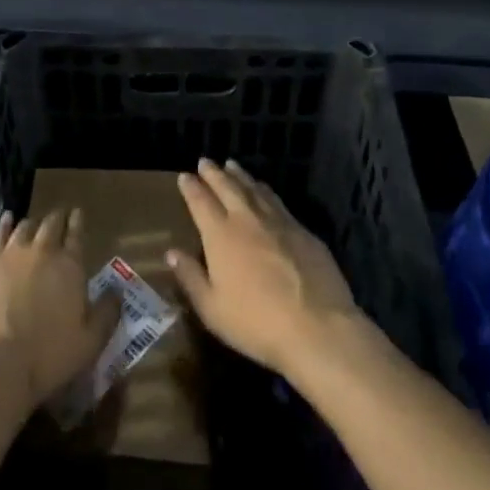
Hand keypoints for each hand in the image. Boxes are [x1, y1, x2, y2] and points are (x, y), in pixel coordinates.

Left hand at [0, 209, 115, 418]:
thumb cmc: (48, 356)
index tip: (78, 213)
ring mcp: (9, 254)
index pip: (76, 234)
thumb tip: (117, 292)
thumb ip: (107, 313)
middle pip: (51, 225)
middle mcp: (41, 251)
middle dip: (57, 219)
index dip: (78, 222)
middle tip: (60, 217)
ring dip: (32, 224)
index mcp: (69, 266)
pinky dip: (4, 225)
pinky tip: (6, 221)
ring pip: (24, 227)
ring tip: (34, 224)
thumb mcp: (90, 342)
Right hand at [167, 159, 360, 379]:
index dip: (191, 187)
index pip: (200, 201)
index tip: (184, 176)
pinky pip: (277, 201)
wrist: (318, 328)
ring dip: (240, 176)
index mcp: (220, 235)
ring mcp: (278, 222)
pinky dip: (265, 190)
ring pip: (254, 189)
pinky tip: (264, 190)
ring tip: (232, 166)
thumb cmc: (256, 323)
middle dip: (214, 173)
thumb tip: (172, 252)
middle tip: (205, 161)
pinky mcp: (303, 231)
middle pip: (227, 186)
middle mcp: (247, 219)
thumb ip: (191, 277)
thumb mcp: (212, 308)